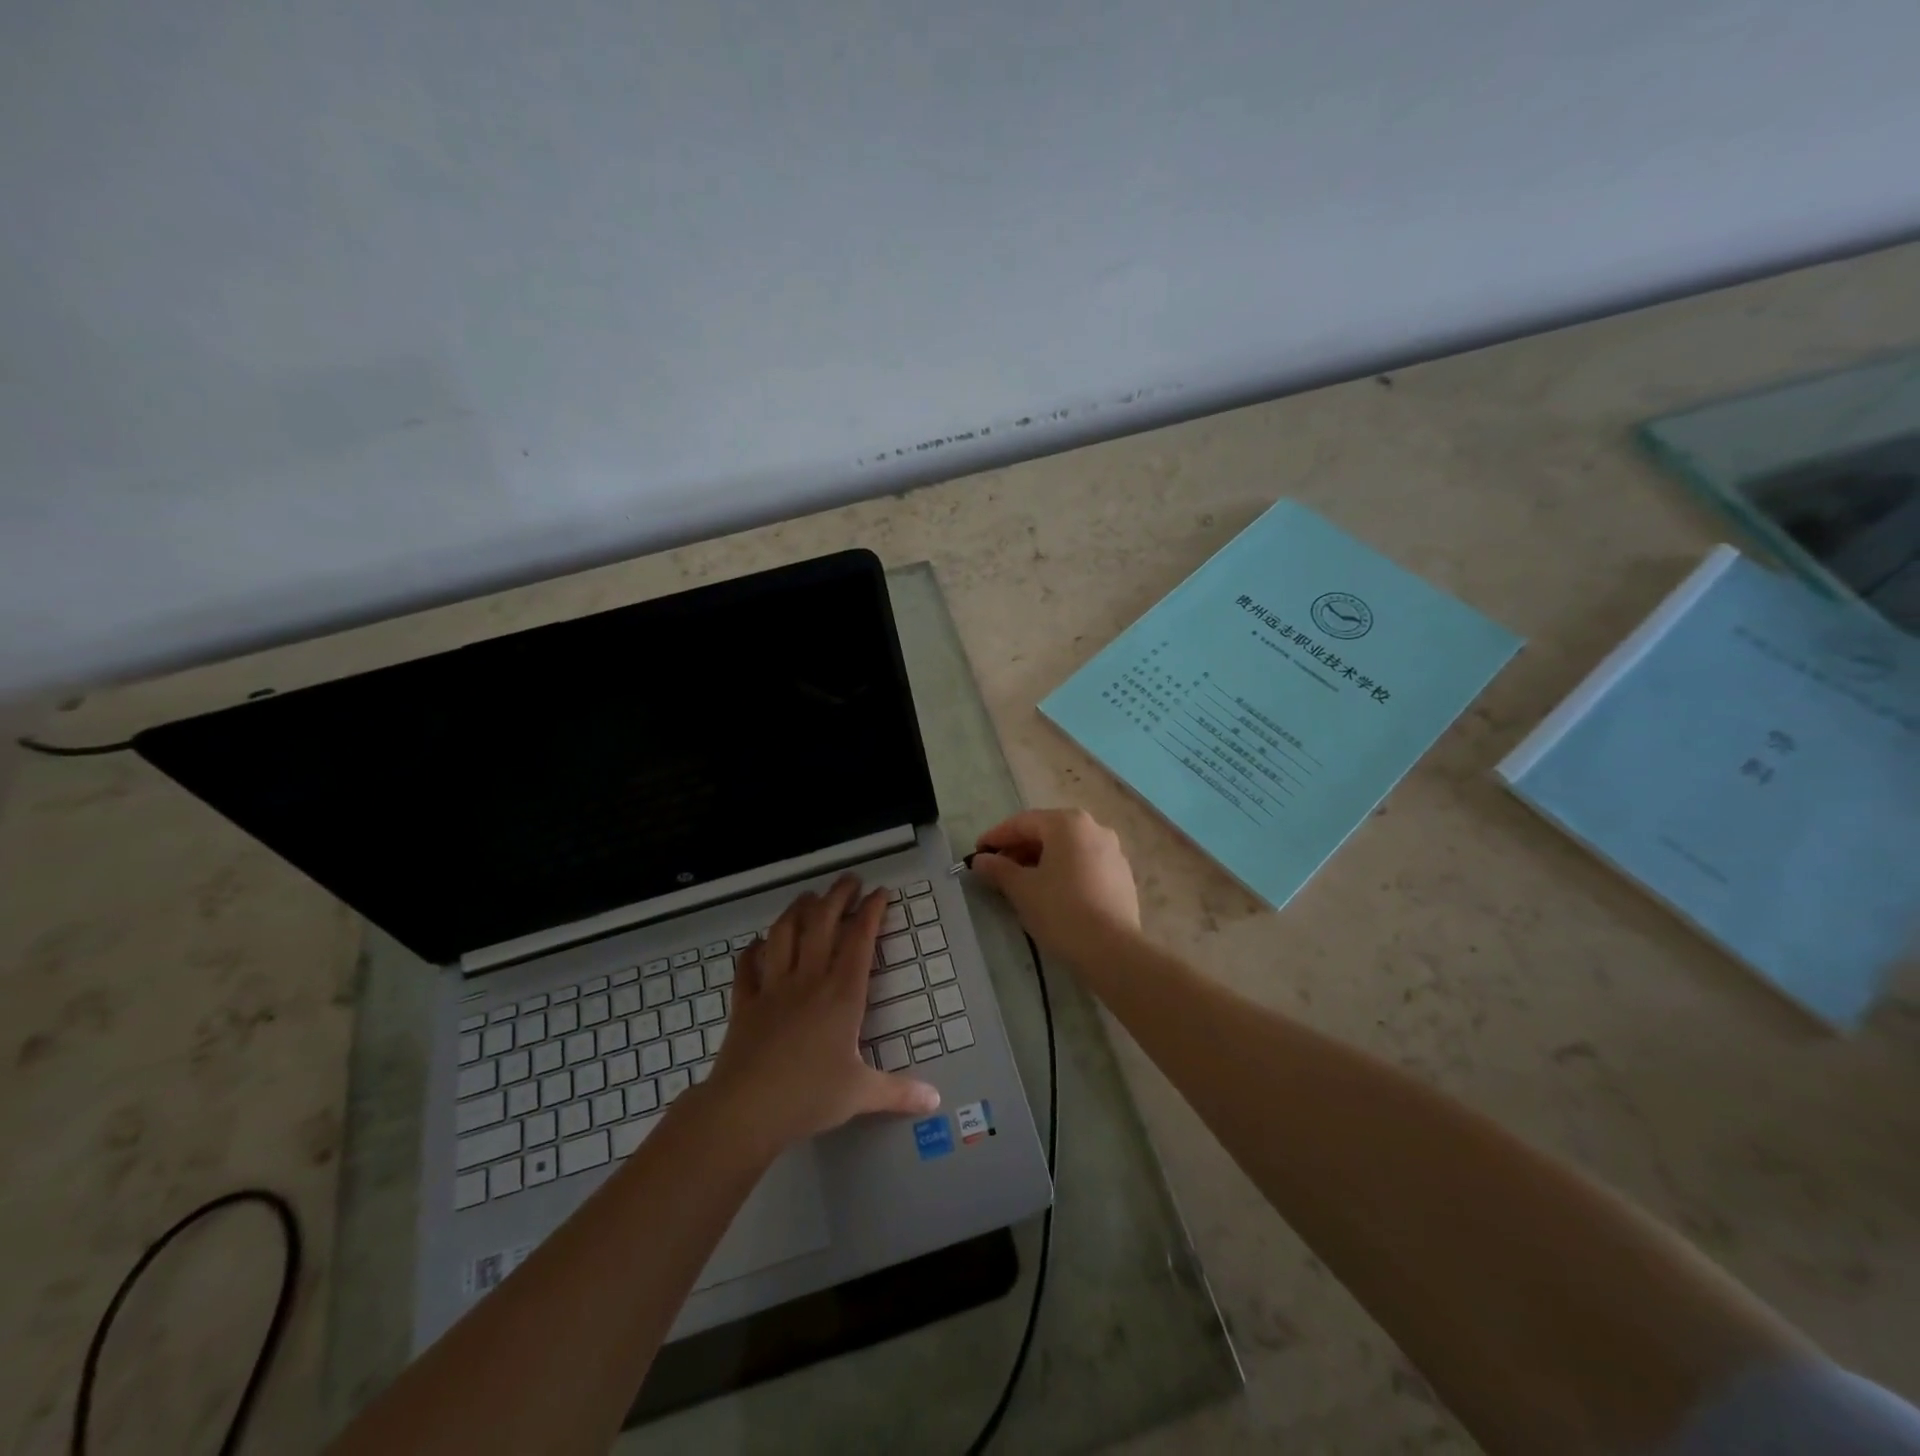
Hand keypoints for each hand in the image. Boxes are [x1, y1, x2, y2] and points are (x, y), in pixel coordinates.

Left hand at [703, 876, 939, 1153]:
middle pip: (822, 923)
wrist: (746, 1109)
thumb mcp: (861, 1094)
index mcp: (842, 994)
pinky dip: (753, 950)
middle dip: (837, 896)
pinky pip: (747, 967)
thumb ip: (899, 1092)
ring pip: (784, 934)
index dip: (871, 912)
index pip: (860, 940)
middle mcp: (808, 980)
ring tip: (808, 897)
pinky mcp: (745, 1002)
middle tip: (849, 880)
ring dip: (797, 910)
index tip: (880, 893)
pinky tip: (758, 943)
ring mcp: (773, 988)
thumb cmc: (809, 1096)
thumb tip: (936, 1100)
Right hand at [970, 809, 1141, 963]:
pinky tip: (1052, 893)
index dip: (996, 837)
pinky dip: (1064, 871)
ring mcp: (1113, 851)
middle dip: (1019, 849)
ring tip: (1021, 882)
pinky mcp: (1122, 875)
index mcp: (1068, 823)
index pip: (1023, 822)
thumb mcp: (1021, 889)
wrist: (1112, 950)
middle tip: (997, 869)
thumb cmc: (1061, 910)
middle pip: (1047, 832)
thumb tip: (980, 860)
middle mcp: (1094, 828)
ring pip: (1067, 848)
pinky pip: (1084, 864)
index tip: (977, 853)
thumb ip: (998, 869)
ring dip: (1041, 860)